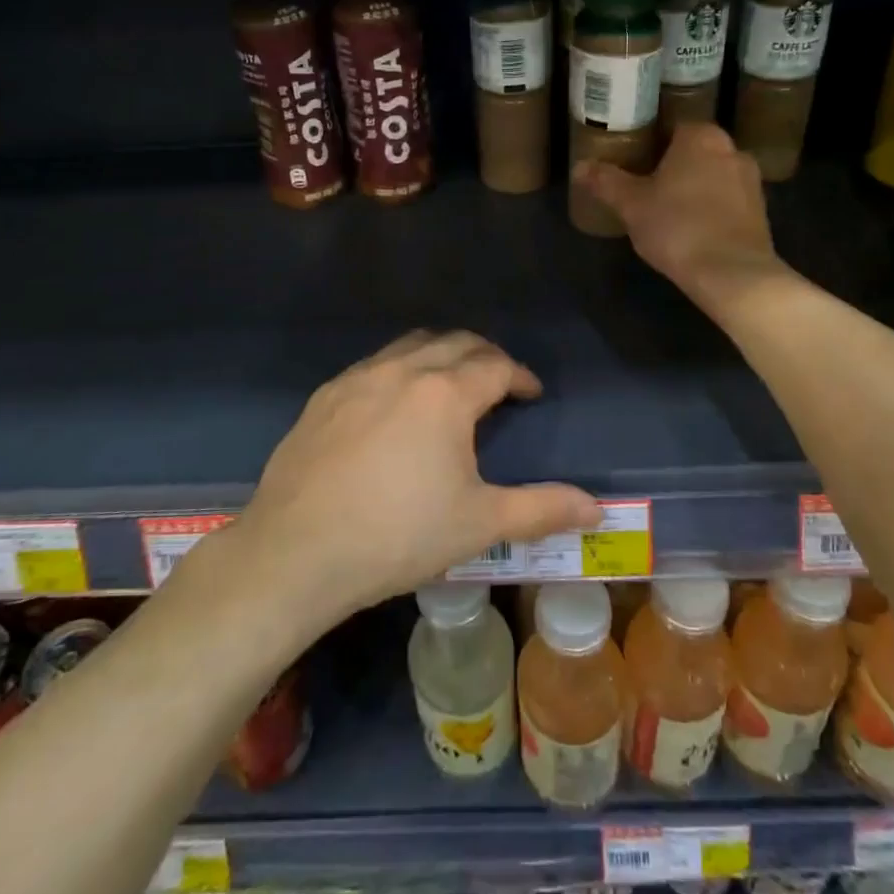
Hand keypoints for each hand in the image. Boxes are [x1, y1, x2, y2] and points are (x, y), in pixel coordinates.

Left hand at [241, 331, 602, 618]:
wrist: (296, 552)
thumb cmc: (397, 535)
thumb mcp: (479, 524)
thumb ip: (542, 509)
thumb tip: (597, 508)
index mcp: (445, 393)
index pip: (495, 365)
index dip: (520, 376)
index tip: (530, 394)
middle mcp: (402, 370)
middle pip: (455, 342)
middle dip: (484, 356)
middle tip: (498, 383)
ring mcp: (357, 378)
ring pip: (410, 345)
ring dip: (439, 354)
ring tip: (449, 385)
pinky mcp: (324, 396)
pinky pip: (373, 365)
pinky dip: (398, 370)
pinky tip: (393, 406)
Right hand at [573, 123, 787, 310]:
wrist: (732, 274)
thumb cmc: (677, 227)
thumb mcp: (631, 205)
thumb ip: (606, 182)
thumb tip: (579, 166)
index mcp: (700, 137)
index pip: (672, 126)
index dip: (651, 141)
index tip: (633, 160)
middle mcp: (732, 149)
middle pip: (694, 151)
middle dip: (673, 165)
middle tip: (644, 185)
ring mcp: (751, 181)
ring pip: (712, 175)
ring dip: (694, 187)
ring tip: (666, 209)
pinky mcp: (761, 212)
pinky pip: (727, 200)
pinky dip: (711, 208)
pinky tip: (691, 229)